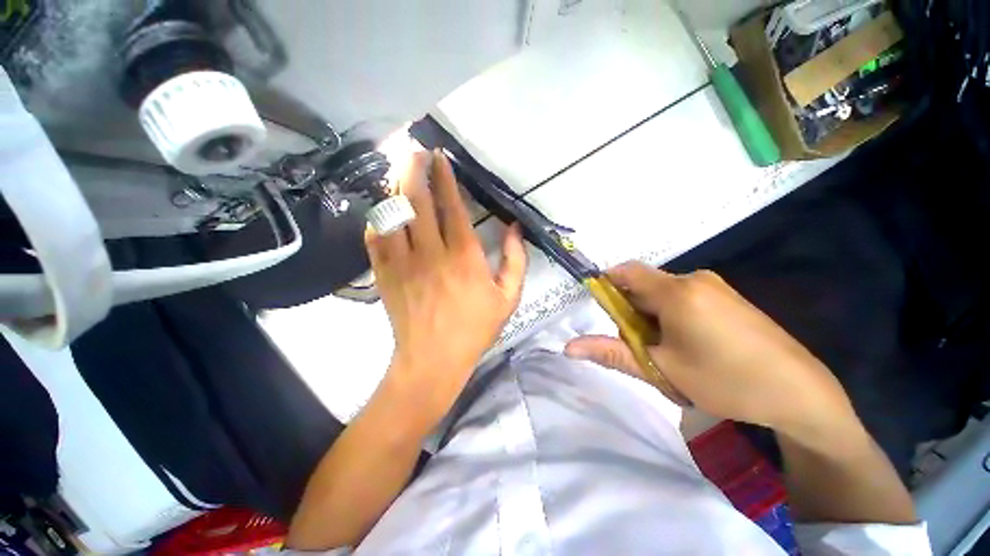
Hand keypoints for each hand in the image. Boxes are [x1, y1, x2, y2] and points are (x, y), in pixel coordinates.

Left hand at [366, 150, 526, 426]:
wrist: (433, 359)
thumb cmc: (475, 328)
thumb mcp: (508, 298)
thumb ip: (516, 261)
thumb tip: (515, 228)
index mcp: (464, 255)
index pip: (452, 206)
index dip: (445, 178)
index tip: (441, 158)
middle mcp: (431, 252)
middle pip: (417, 200)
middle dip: (415, 169)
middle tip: (415, 150)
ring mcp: (403, 262)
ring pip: (393, 214)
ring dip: (395, 187)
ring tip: (398, 170)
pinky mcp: (384, 275)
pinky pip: (375, 238)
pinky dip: (378, 220)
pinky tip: (383, 211)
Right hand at [565, 262, 857, 438]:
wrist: (801, 394)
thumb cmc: (727, 381)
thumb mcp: (662, 369)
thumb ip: (612, 353)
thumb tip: (568, 347)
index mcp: (676, 292)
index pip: (625, 272)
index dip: (606, 286)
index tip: (603, 313)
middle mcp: (693, 279)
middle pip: (643, 284)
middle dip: (630, 310)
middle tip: (640, 344)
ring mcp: (714, 286)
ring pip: (662, 292)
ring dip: (651, 315)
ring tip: (666, 350)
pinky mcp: (727, 296)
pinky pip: (683, 296)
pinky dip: (670, 314)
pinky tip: (689, 344)